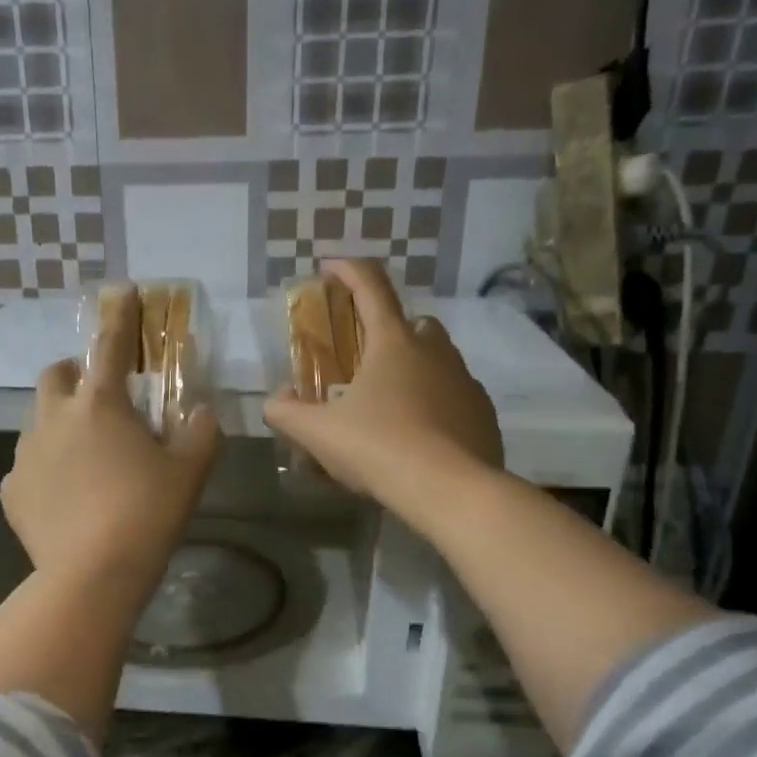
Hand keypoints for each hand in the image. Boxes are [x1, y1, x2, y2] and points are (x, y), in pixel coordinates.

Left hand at [2, 294, 220, 588]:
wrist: (93, 574)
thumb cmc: (148, 514)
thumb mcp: (190, 472)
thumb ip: (201, 432)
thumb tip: (204, 411)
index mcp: (101, 404)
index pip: (110, 344)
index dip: (119, 316)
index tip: (120, 292)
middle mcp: (55, 417)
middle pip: (57, 374)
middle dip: (76, 374)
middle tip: (100, 398)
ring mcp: (27, 454)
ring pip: (39, 420)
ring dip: (61, 423)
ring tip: (85, 457)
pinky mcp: (13, 490)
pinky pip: (28, 466)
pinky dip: (47, 469)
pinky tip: (65, 497)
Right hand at [264, 260, 502, 516]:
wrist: (449, 489)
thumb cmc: (378, 448)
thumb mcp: (318, 434)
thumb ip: (287, 413)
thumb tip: (274, 401)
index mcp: (393, 343)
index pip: (371, 287)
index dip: (348, 271)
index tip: (331, 267)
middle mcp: (435, 351)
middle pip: (413, 323)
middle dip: (389, 330)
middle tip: (365, 359)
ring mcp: (465, 381)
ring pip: (439, 359)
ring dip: (415, 368)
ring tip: (391, 403)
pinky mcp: (482, 413)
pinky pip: (455, 396)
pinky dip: (436, 403)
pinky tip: (420, 435)